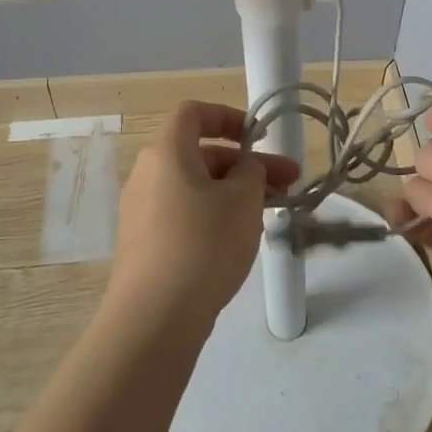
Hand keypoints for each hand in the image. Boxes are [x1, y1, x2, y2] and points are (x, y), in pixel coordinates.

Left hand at [109, 101, 299, 332]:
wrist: (154, 318)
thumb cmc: (203, 243)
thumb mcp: (242, 199)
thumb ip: (250, 171)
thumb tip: (243, 168)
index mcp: (166, 152)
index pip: (193, 113)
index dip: (228, 116)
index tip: (258, 136)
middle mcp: (147, 175)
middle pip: (200, 154)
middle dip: (246, 164)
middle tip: (288, 182)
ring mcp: (142, 212)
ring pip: (196, 188)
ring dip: (234, 192)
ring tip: (273, 212)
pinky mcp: (145, 245)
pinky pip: (184, 215)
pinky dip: (214, 215)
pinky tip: (241, 239)